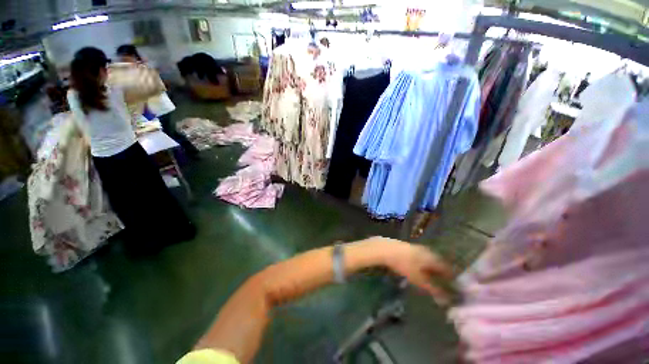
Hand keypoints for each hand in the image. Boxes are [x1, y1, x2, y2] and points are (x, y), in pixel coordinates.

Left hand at [366, 237, 453, 305]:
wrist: (385, 248)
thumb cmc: (403, 264)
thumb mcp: (418, 279)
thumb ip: (433, 289)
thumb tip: (446, 299)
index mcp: (433, 258)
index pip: (447, 268)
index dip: (451, 278)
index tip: (453, 287)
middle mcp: (428, 251)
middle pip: (439, 263)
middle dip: (441, 273)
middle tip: (443, 283)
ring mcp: (418, 247)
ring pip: (430, 259)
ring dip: (432, 268)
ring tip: (431, 277)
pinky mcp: (409, 247)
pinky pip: (422, 256)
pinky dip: (424, 263)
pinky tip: (419, 268)